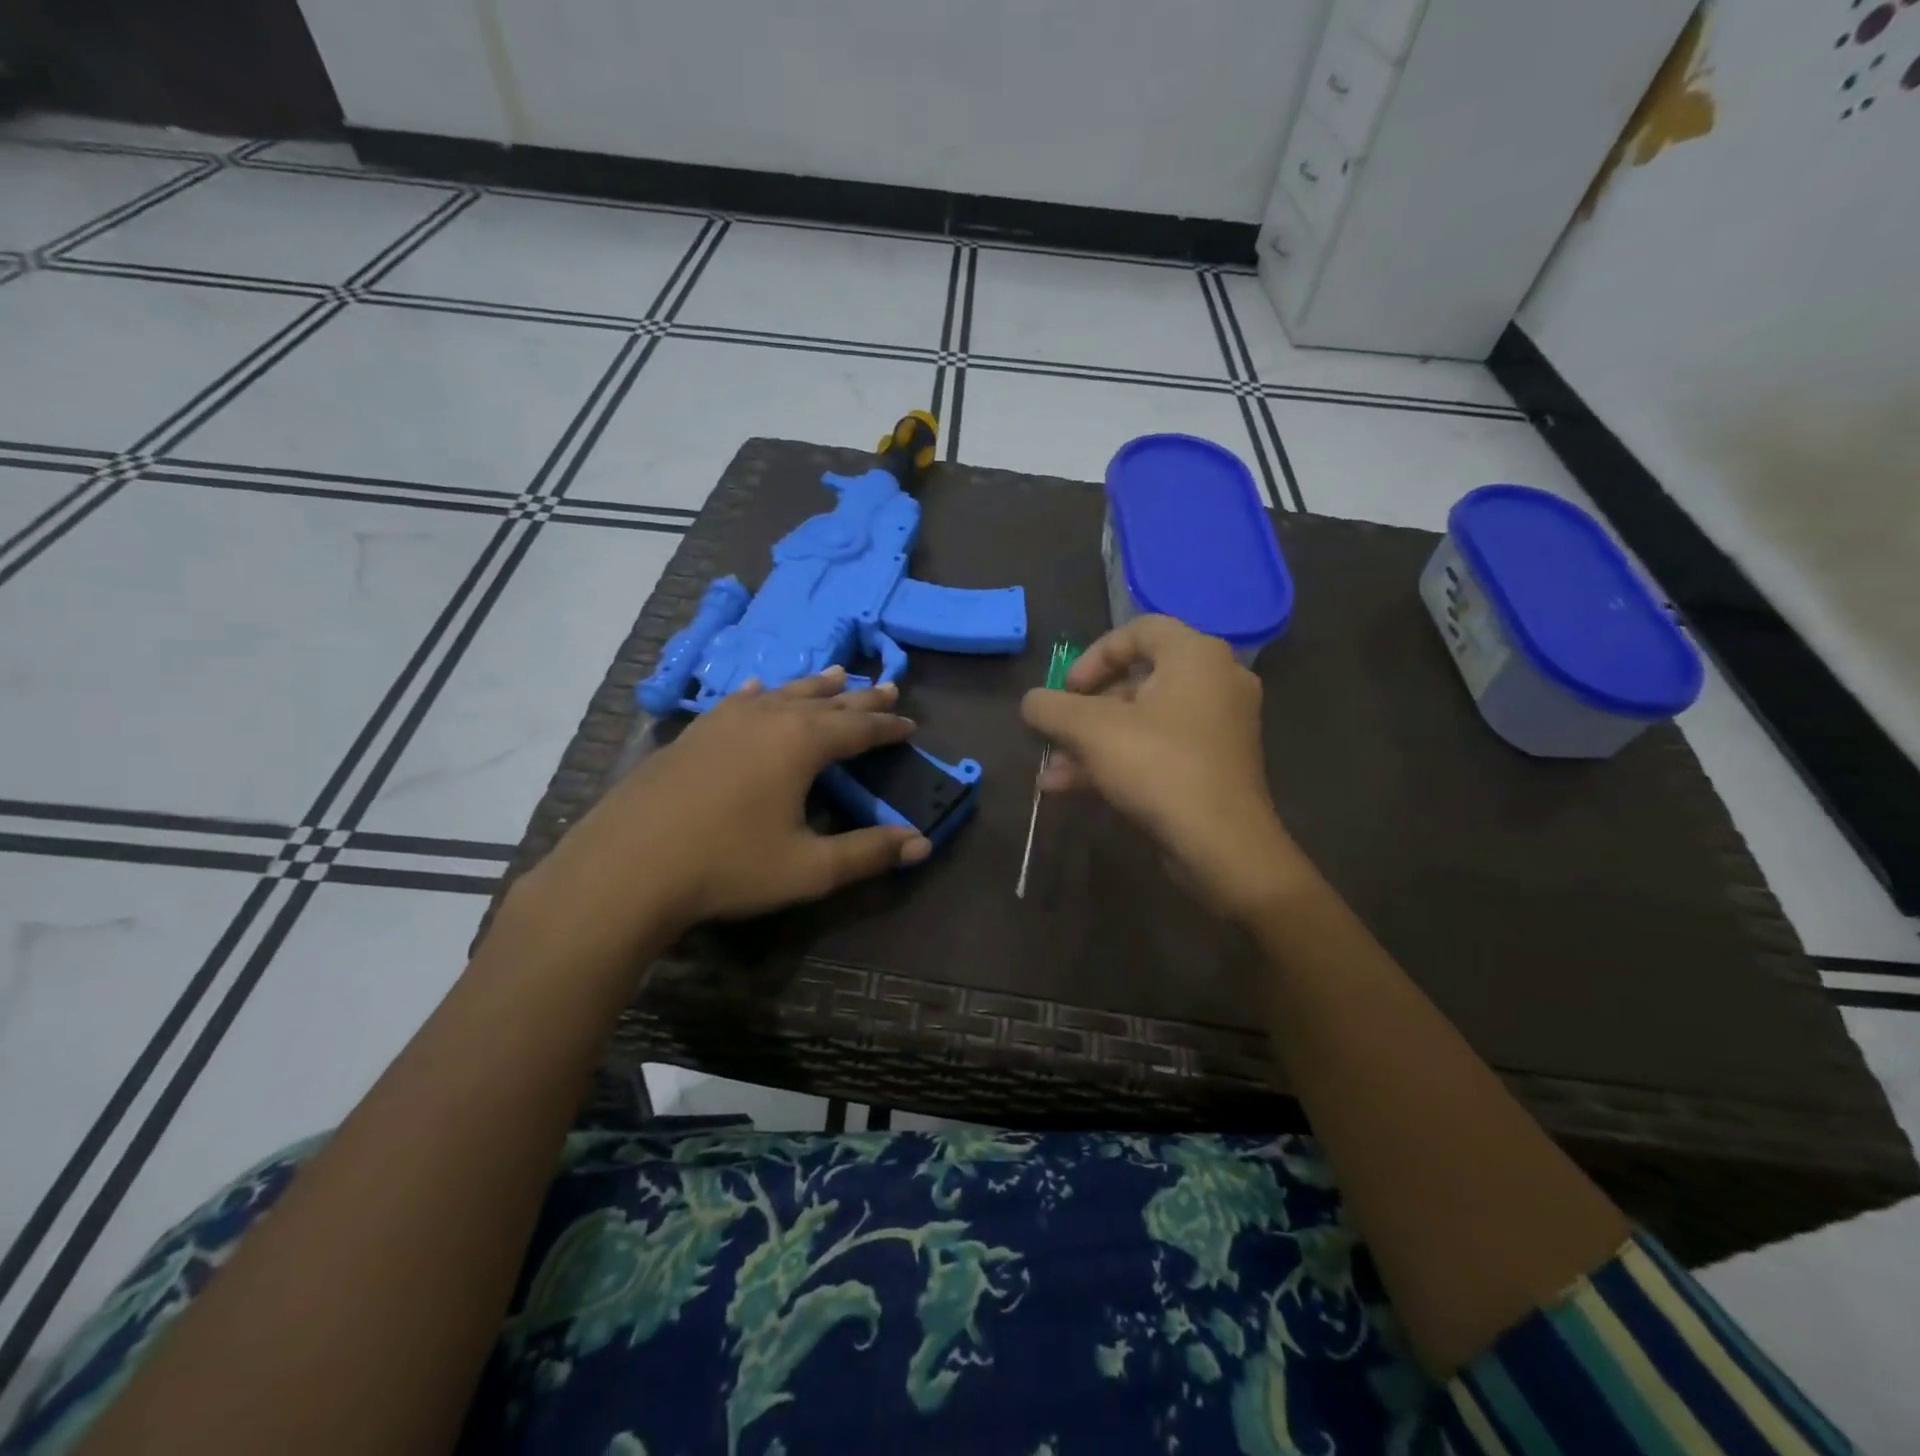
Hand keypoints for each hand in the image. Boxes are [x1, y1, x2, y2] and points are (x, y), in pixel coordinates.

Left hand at [522, 668, 931, 944]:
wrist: (627, 867)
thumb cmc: (727, 866)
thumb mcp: (808, 868)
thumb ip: (868, 853)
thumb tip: (922, 845)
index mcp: (801, 743)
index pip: (858, 727)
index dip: (887, 727)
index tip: (910, 723)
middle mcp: (768, 718)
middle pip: (825, 701)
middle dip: (859, 697)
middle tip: (887, 687)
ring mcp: (725, 720)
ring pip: (782, 693)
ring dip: (814, 686)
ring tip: (836, 673)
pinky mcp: (694, 732)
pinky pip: (739, 700)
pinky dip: (760, 693)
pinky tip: (758, 688)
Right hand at [1021, 615, 1302, 918]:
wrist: (1222, 846)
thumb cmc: (1158, 768)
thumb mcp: (1090, 730)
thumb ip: (1051, 708)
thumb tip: (1032, 703)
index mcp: (1196, 656)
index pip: (1139, 630)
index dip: (1093, 655)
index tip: (1067, 690)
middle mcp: (1216, 681)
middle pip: (1137, 680)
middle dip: (1085, 711)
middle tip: (1057, 733)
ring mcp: (1219, 726)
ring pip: (1143, 722)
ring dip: (1093, 743)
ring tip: (1052, 772)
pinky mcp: (1215, 765)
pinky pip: (1159, 749)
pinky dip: (1119, 761)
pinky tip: (1071, 789)